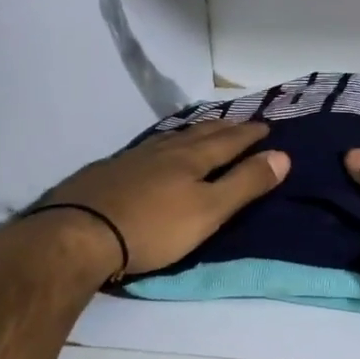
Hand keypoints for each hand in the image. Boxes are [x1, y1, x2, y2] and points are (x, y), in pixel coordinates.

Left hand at [21, 121, 289, 278]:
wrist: (76, 236)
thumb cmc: (152, 228)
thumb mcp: (209, 211)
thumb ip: (245, 184)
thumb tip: (283, 155)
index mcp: (191, 159)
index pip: (228, 141)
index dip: (249, 135)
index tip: (266, 126)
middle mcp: (163, 152)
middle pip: (199, 134)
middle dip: (223, 128)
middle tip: (239, 122)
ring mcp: (131, 160)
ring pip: (169, 140)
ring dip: (192, 134)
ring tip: (202, 131)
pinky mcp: (105, 174)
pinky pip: (145, 151)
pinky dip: (162, 147)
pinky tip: (154, 155)